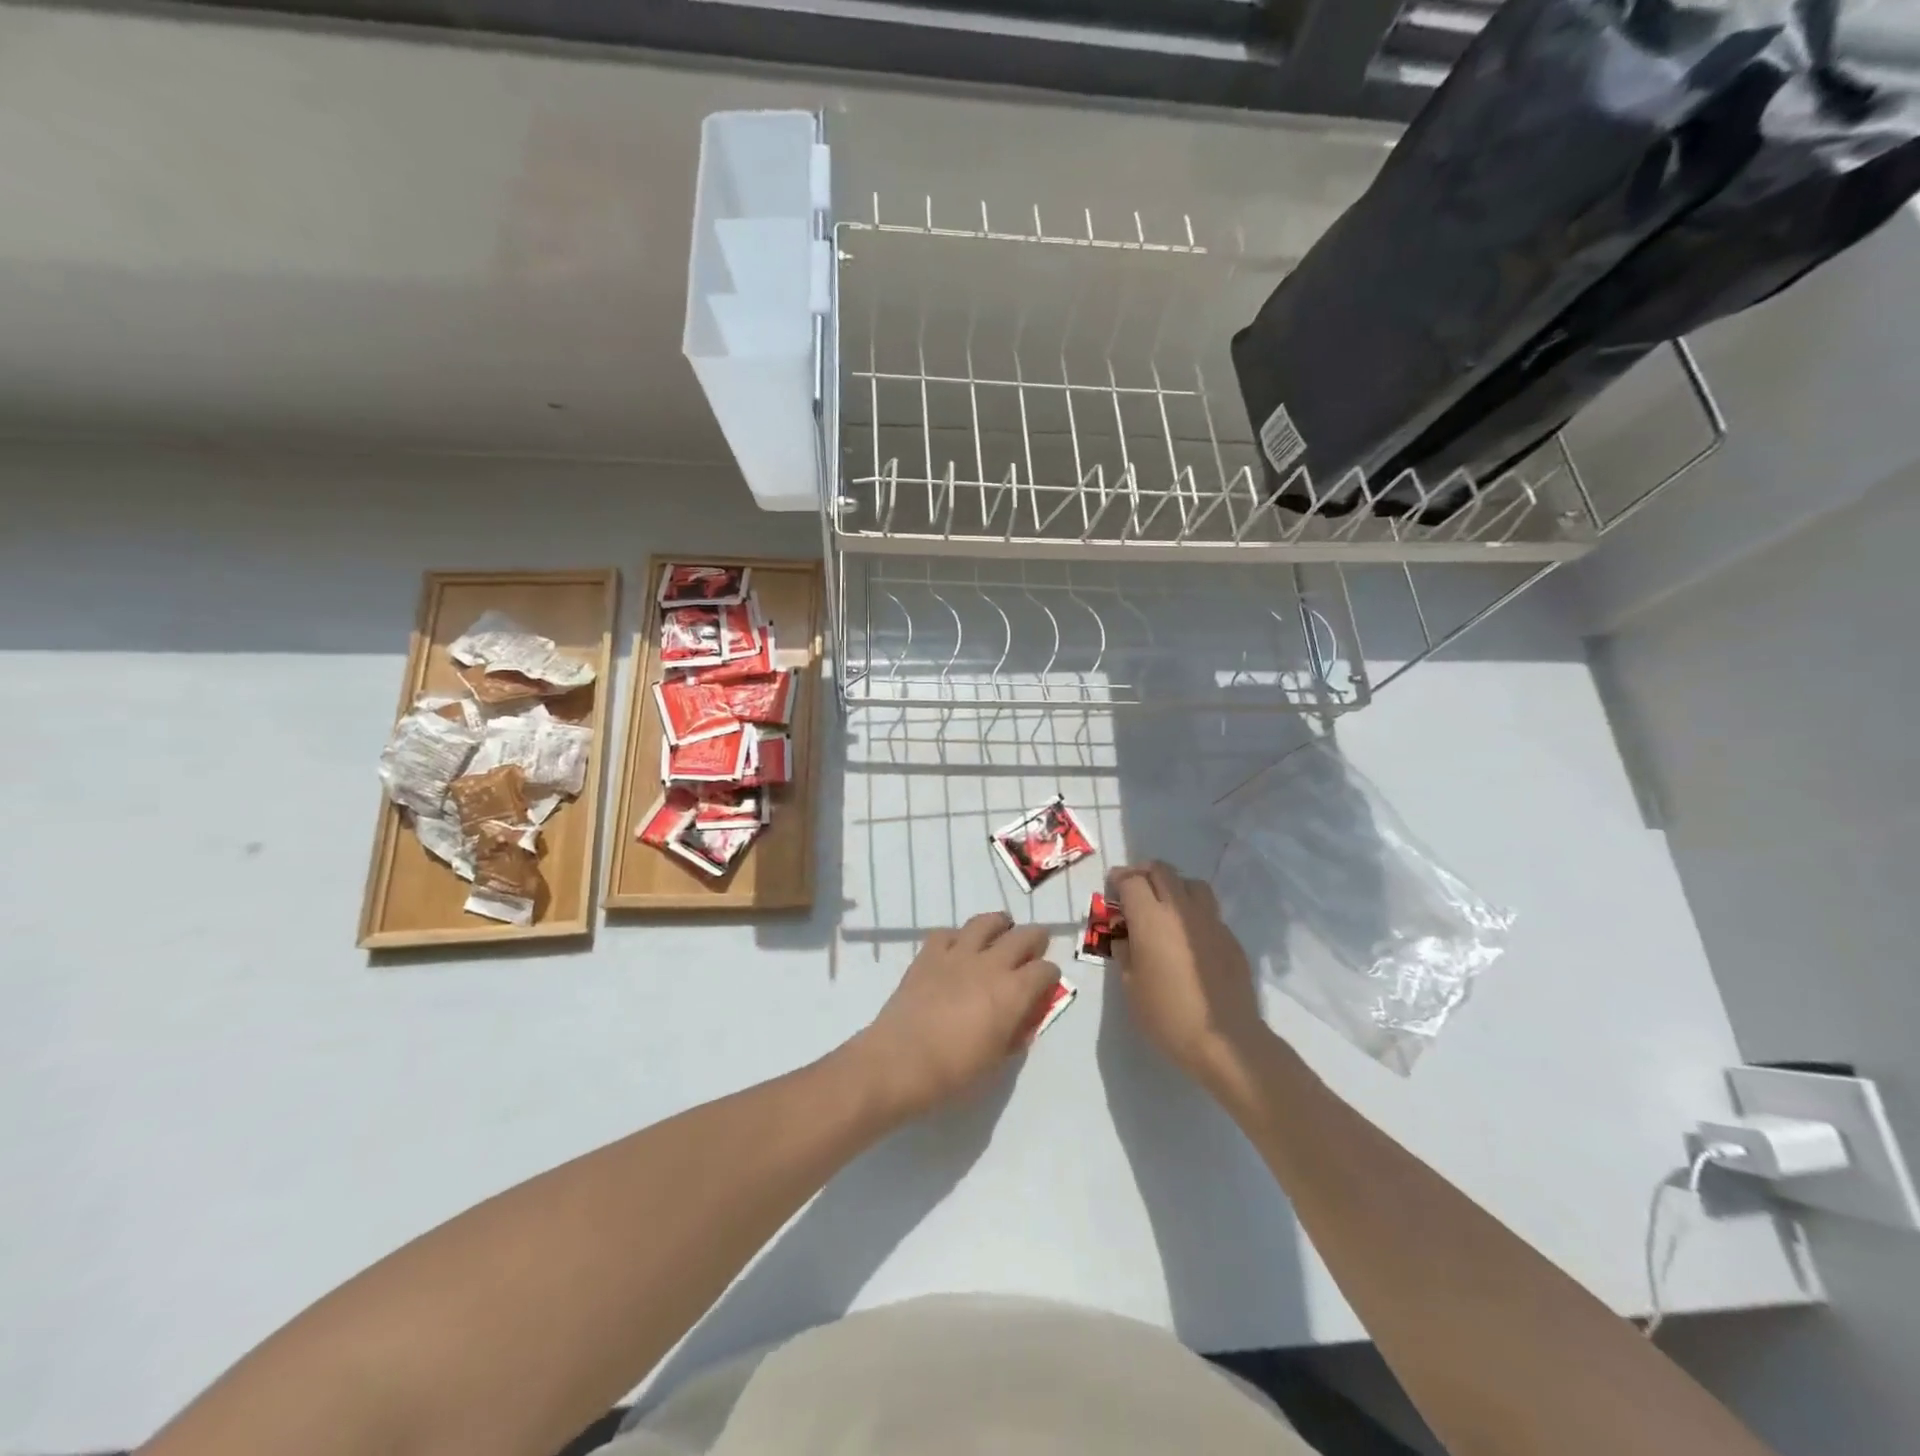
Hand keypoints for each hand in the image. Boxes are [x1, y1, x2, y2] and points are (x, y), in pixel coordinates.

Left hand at [851, 911, 1060, 1118]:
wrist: (900, 1062)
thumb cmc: (955, 1072)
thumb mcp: (998, 1060)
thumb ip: (1016, 1031)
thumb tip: (1025, 1014)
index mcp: (1013, 992)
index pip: (1045, 970)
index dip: (1050, 975)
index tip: (1047, 983)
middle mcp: (991, 964)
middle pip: (1023, 936)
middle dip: (1035, 938)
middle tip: (1035, 945)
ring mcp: (957, 954)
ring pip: (986, 922)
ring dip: (999, 925)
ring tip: (1001, 931)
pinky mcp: (929, 954)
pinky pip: (947, 933)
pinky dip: (957, 937)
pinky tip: (957, 948)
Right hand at [1108, 861, 1273, 1098]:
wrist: (1225, 1039)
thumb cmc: (1168, 1014)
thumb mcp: (1131, 986)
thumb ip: (1125, 953)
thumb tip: (1125, 938)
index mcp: (1151, 918)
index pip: (1131, 880)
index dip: (1118, 880)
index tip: (1111, 889)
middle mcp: (1181, 909)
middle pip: (1162, 871)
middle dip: (1144, 874)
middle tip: (1134, 890)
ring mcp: (1210, 920)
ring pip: (1191, 884)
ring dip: (1173, 886)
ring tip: (1165, 906)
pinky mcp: (1230, 937)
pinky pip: (1209, 911)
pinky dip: (1194, 912)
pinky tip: (1189, 936)